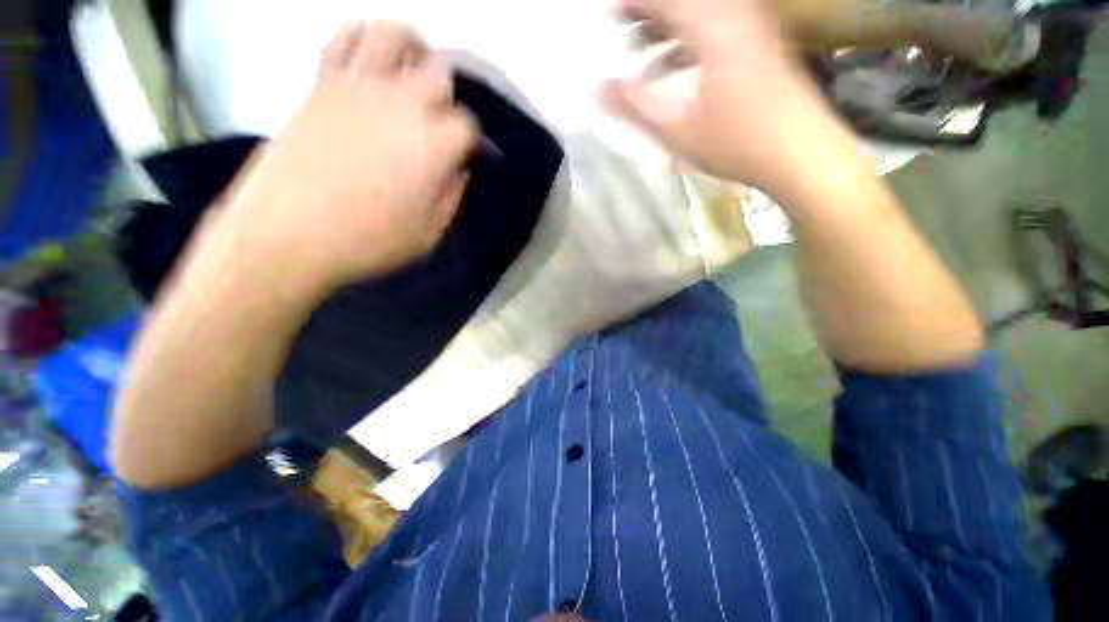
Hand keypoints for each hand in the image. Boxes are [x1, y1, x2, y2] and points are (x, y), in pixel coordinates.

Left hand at [216, 21, 476, 297]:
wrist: (288, 233)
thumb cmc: (369, 240)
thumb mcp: (429, 234)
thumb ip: (451, 197)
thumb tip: (457, 170)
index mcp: (433, 145)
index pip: (467, 124)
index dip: (470, 140)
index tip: (464, 156)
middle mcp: (402, 103)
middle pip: (438, 72)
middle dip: (447, 95)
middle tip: (440, 119)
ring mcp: (358, 85)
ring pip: (392, 35)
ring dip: (410, 49)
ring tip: (410, 70)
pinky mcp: (322, 83)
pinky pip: (343, 38)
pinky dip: (361, 39)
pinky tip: (367, 61)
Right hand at [603, 0, 844, 193]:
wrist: (802, 154)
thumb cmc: (737, 143)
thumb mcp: (677, 130)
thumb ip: (635, 105)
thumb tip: (597, 88)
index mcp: (713, 29)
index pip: (664, 2)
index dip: (633, 4)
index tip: (608, 14)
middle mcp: (736, 17)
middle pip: (685, 4)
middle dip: (648, 13)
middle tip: (622, 30)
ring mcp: (753, 30)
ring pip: (702, 16)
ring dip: (669, 29)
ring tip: (643, 53)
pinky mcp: (762, 46)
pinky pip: (719, 29)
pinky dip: (692, 41)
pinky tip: (677, 66)